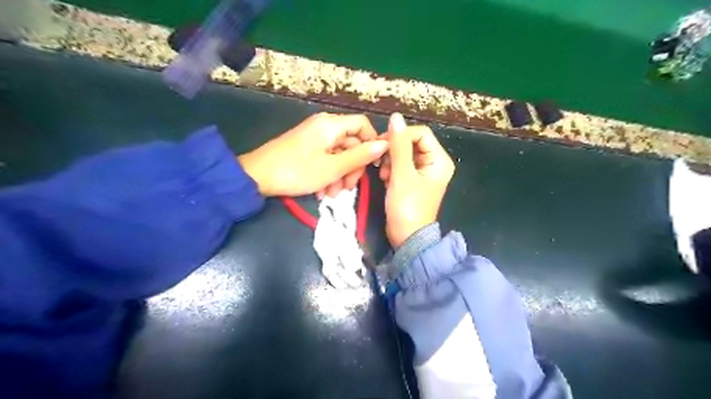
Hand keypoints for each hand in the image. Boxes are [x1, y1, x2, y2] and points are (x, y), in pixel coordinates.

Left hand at [242, 112, 388, 196]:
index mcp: (331, 125)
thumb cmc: (297, 171)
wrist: (256, 177)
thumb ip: (360, 156)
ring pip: (338, 154)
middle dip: (352, 168)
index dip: (372, 144)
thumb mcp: (333, 167)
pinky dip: (327, 174)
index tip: (372, 166)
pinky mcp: (305, 148)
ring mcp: (313, 138)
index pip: (363, 125)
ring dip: (340, 175)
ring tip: (331, 195)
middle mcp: (324, 126)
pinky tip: (322, 192)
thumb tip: (385, 143)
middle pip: (351, 143)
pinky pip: (325, 159)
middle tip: (347, 189)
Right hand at [384, 114, 455, 247]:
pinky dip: (391, 169)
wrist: (407, 237)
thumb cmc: (407, 207)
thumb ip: (398, 145)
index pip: (420, 134)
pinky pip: (402, 165)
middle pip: (412, 143)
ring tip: (384, 175)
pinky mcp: (414, 180)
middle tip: (381, 163)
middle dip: (394, 151)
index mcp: (439, 160)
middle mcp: (434, 163)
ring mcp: (424, 172)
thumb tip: (395, 117)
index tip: (382, 145)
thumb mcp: (401, 175)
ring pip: (404, 153)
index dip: (400, 136)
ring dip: (391, 160)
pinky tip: (385, 179)